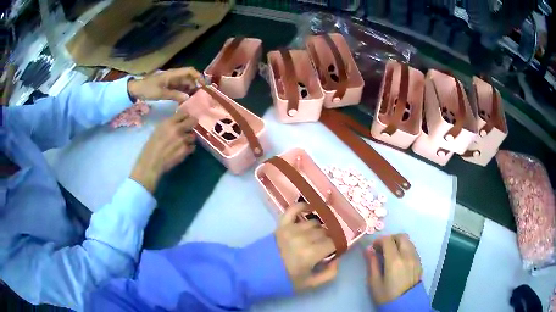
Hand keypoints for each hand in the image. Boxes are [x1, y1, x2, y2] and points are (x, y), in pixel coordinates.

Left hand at [127, 67, 201, 102]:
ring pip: (185, 84)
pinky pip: (179, 89)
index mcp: (173, 74)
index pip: (189, 71)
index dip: (198, 76)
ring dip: (190, 90)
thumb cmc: (148, 89)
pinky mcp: (168, 87)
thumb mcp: (160, 93)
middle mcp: (174, 76)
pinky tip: (186, 101)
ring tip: (195, 100)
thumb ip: (174, 95)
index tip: (204, 85)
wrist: (136, 90)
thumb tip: (188, 97)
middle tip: (201, 96)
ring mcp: (171, 81)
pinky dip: (183, 93)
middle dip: (196, 85)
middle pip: (189, 78)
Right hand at [130, 110, 196, 192]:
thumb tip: (178, 121)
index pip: (184, 113)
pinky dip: (189, 148)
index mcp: (169, 123)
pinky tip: (182, 150)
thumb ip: (169, 125)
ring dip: (189, 138)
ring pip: (193, 136)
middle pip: (193, 121)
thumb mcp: (158, 130)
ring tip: (181, 143)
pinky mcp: (186, 150)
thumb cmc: (151, 146)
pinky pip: (192, 146)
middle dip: (191, 124)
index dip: (185, 117)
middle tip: (188, 128)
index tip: (184, 120)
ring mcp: (183, 140)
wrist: (151, 163)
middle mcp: (178, 129)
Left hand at [275, 203, 338, 291]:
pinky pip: (294, 209)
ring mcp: (291, 229)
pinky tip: (310, 208)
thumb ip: (329, 274)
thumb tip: (337, 259)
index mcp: (311, 254)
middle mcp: (303, 238)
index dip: (338, 246)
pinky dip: (303, 206)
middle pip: (325, 232)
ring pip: (314, 222)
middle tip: (325, 247)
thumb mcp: (309, 284)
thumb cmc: (283, 281)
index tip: (336, 251)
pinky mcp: (281, 224)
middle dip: (328, 239)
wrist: (253, 273)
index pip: (334, 242)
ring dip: (319, 228)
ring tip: (317, 236)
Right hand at [365, 234, 422, 304]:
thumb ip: (372, 264)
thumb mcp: (374, 282)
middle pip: (401, 236)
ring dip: (399, 243)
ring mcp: (415, 258)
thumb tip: (368, 250)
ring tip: (391, 254)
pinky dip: (405, 249)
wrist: (405, 305)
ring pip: (408, 241)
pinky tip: (399, 260)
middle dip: (391, 239)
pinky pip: (412, 249)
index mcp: (394, 260)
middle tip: (382, 248)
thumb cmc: (387, 295)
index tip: (373, 247)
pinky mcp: (419, 262)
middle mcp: (407, 255)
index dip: (379, 240)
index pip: (388, 240)